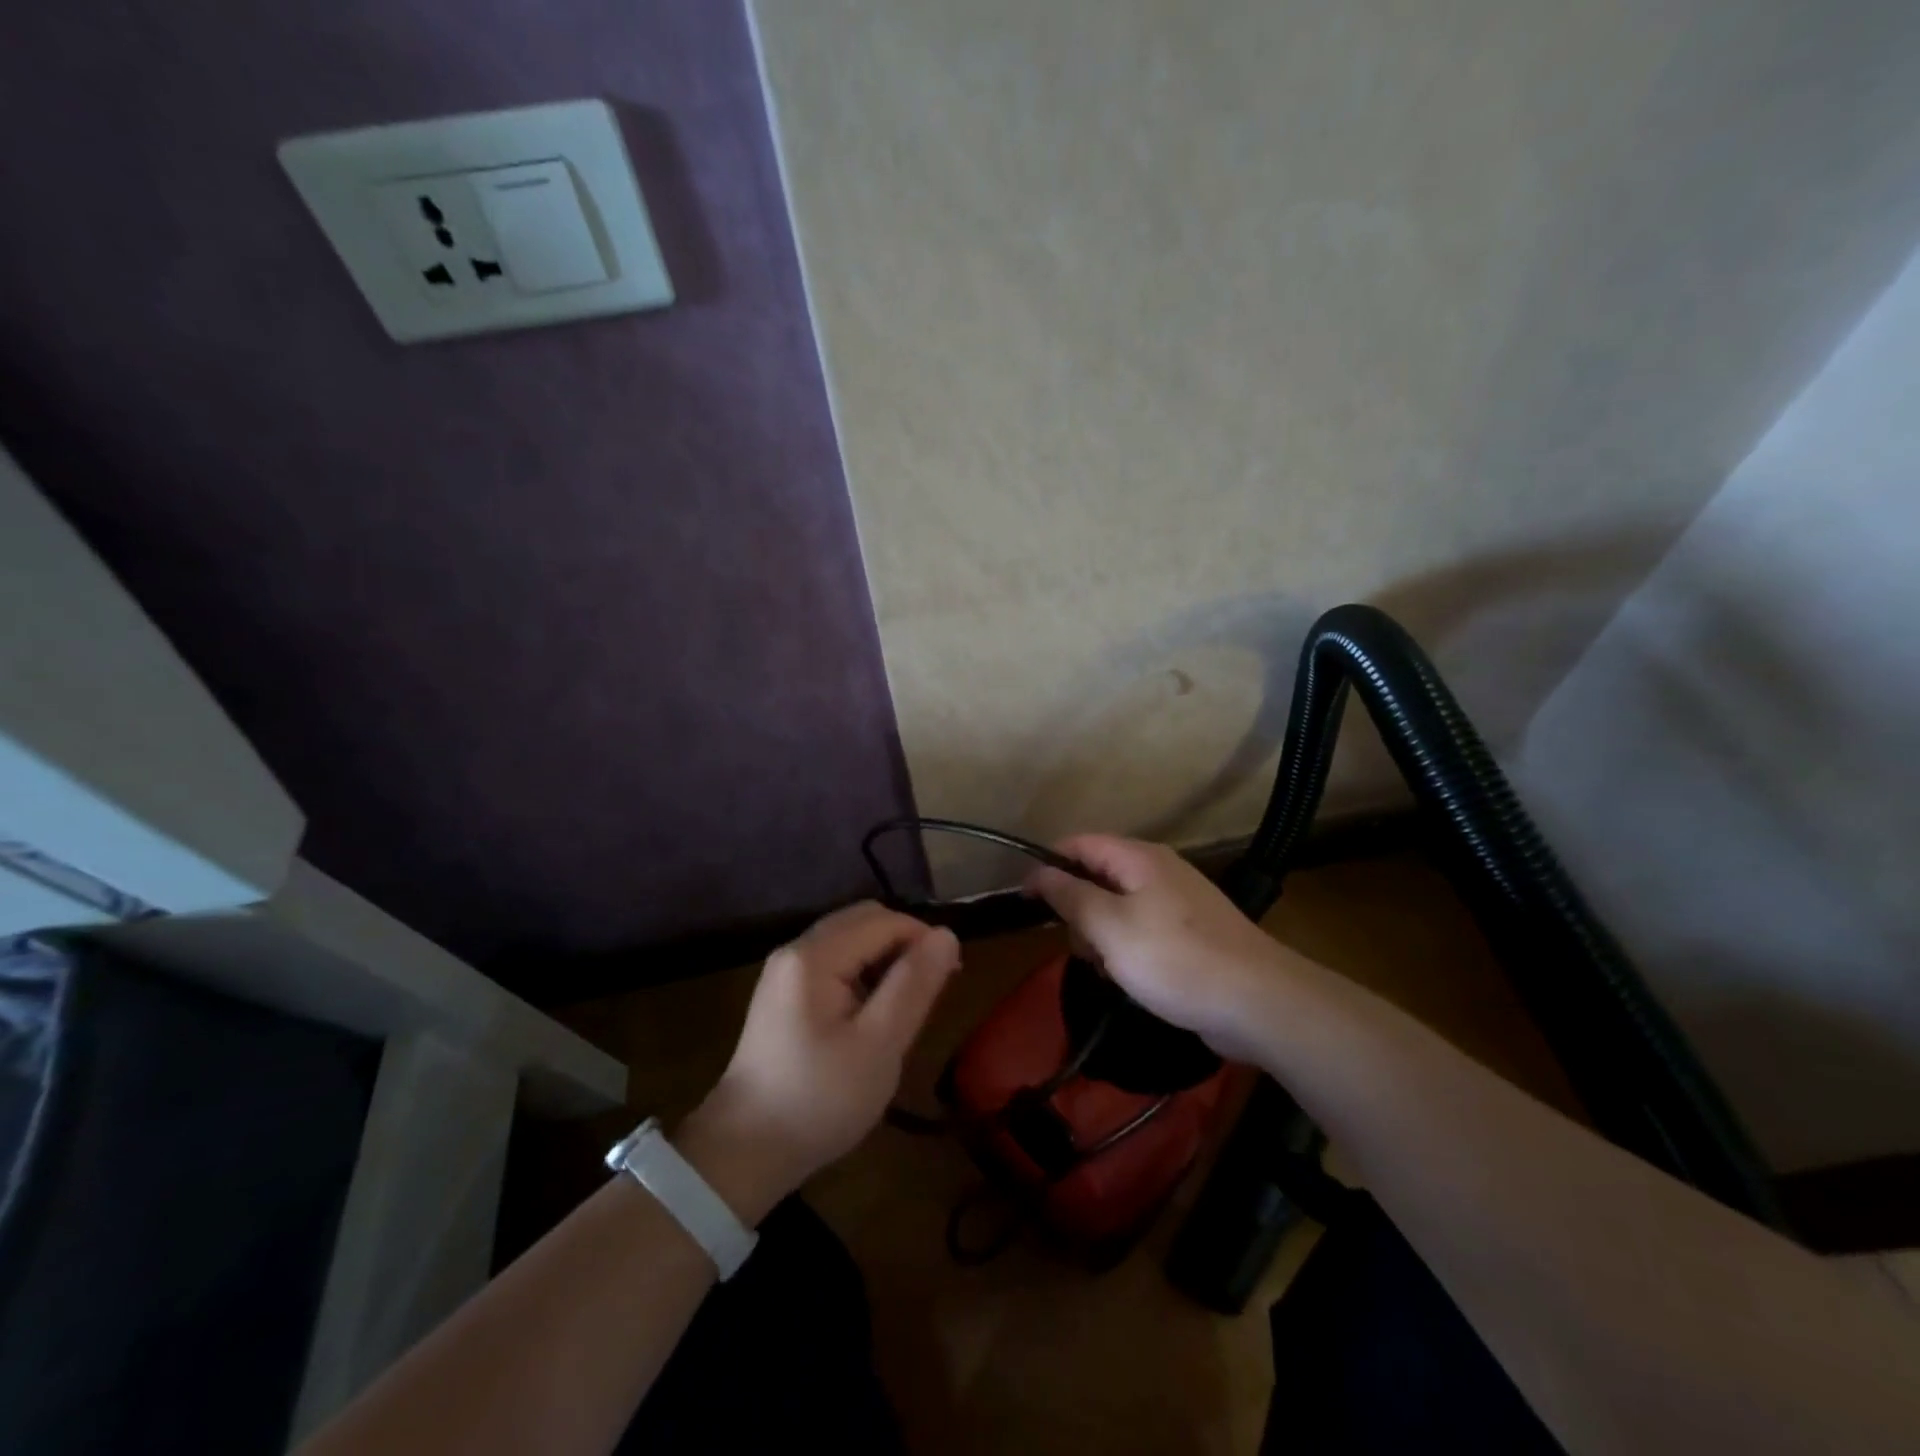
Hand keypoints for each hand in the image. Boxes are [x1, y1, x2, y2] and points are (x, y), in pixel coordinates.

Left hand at [678, 902, 959, 1224]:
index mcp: (814, 956)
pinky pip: (834, 962)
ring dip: (884, 958)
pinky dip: (863, 973)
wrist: (744, 1152)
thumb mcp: (878, 1045)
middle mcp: (796, 950)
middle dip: (904, 943)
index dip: (923, 939)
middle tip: (931, 988)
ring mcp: (785, 971)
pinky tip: (873, 1012)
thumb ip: (913, 985)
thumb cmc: (819, 1099)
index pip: (883, 921)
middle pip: (863, 921)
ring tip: (906, 1003)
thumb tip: (947, 935)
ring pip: (850, 940)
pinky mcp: (784, 992)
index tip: (951, 977)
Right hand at [1025, 834, 1293, 1063]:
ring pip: (1117, 908)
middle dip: (1078, 910)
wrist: (1257, 1002)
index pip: (1079, 844)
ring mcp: (1178, 902)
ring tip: (1109, 970)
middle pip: (1098, 876)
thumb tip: (1039, 872)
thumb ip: (1070, 896)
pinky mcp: (1191, 933)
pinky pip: (1142, 930)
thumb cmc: (1174, 959)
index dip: (1048, 866)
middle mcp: (1159, 871)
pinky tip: (1131, 980)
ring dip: (1101, 936)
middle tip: (1081, 947)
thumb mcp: (1109, 927)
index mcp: (1139, 858)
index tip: (1025, 900)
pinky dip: (1127, 950)